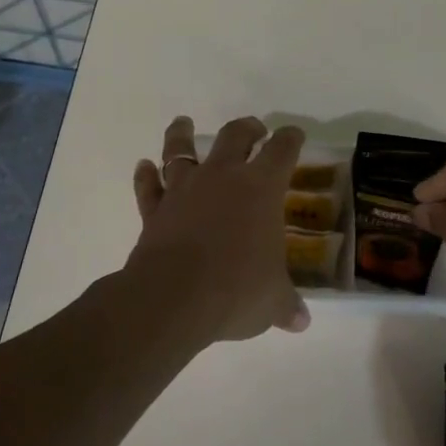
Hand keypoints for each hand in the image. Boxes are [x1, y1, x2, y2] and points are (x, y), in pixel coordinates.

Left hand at [124, 115, 311, 343]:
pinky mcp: (155, 210)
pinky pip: (148, 186)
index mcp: (261, 188)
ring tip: (182, 123)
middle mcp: (222, 177)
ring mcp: (184, 190)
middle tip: (253, 128)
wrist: (173, 297)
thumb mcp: (272, 301)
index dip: (290, 139)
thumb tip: (301, 322)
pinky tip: (143, 167)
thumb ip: (286, 305)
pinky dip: (145, 176)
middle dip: (246, 128)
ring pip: (180, 150)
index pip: (282, 150)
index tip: (294, 134)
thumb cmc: (236, 290)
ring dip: (181, 134)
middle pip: (234, 136)